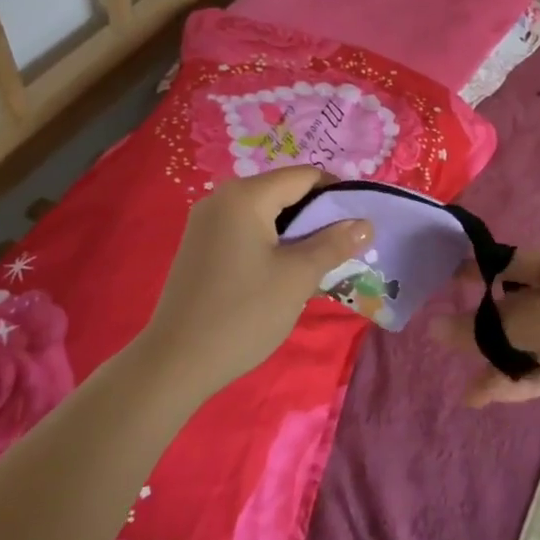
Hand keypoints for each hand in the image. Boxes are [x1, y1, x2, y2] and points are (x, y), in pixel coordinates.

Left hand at [134, 167, 372, 400]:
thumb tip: (365, 224)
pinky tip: (283, 271)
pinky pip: (245, 229)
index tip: (359, 222)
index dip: (337, 194)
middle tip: (343, 246)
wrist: (175, 363)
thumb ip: (334, 244)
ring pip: (265, 212)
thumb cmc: (243, 313)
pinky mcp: (199, 245)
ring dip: (295, 231)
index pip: (304, 177)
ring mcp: (205, 222)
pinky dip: (271, 241)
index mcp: (246, 196)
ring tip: (318, 261)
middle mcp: (222, 198)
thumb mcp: (298, 277)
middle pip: (283, 191)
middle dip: (317, 215)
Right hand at [434, 248, 539, 435]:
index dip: (476, 273)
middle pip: (518, 305)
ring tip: (470, 393)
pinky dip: (522, 379)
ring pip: (531, 341)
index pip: (511, 263)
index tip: (442, 285)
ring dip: (502, 363)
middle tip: (447, 344)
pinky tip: (489, 398)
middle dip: (486, 330)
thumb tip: (436, 326)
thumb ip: (488, 328)